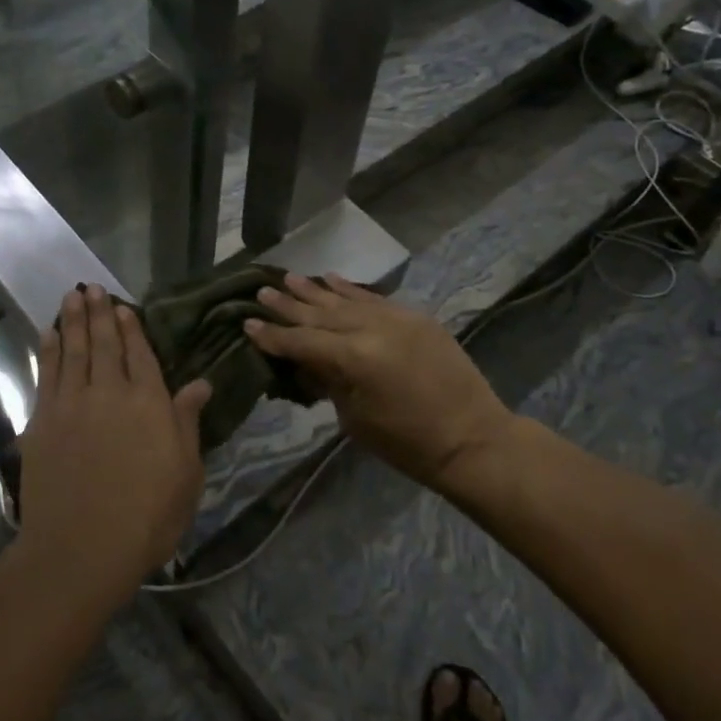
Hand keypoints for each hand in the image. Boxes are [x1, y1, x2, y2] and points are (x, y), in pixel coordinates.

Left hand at [14, 285, 211, 608]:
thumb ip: (187, 422)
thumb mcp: (185, 473)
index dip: (132, 328)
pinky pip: (46, 375)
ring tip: (71, 296)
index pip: (141, 355)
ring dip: (73, 322)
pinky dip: (48, 350)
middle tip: (91, 287)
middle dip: (99, 313)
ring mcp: (72, 404)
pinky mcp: (43, 421)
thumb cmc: (147, 517)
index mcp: (149, 404)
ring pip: (74, 351)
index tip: (123, 307)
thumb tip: (201, 383)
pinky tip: (50, 334)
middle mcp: (110, 393)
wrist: (82, 549)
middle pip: (105, 345)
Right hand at [245, 274, 514, 493]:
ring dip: (315, 290)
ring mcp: (396, 318)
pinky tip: (330, 278)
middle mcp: (372, 328)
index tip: (248, 322)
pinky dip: (351, 289)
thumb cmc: (407, 443)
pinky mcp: (415, 317)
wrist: (472, 438)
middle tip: (262, 291)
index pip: (302, 341)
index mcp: (353, 358)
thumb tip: (305, 361)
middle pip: (320, 314)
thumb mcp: (354, 419)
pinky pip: (374, 298)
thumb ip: (327, 382)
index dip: (273, 335)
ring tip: (288, 277)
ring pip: (345, 299)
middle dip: (289, 305)